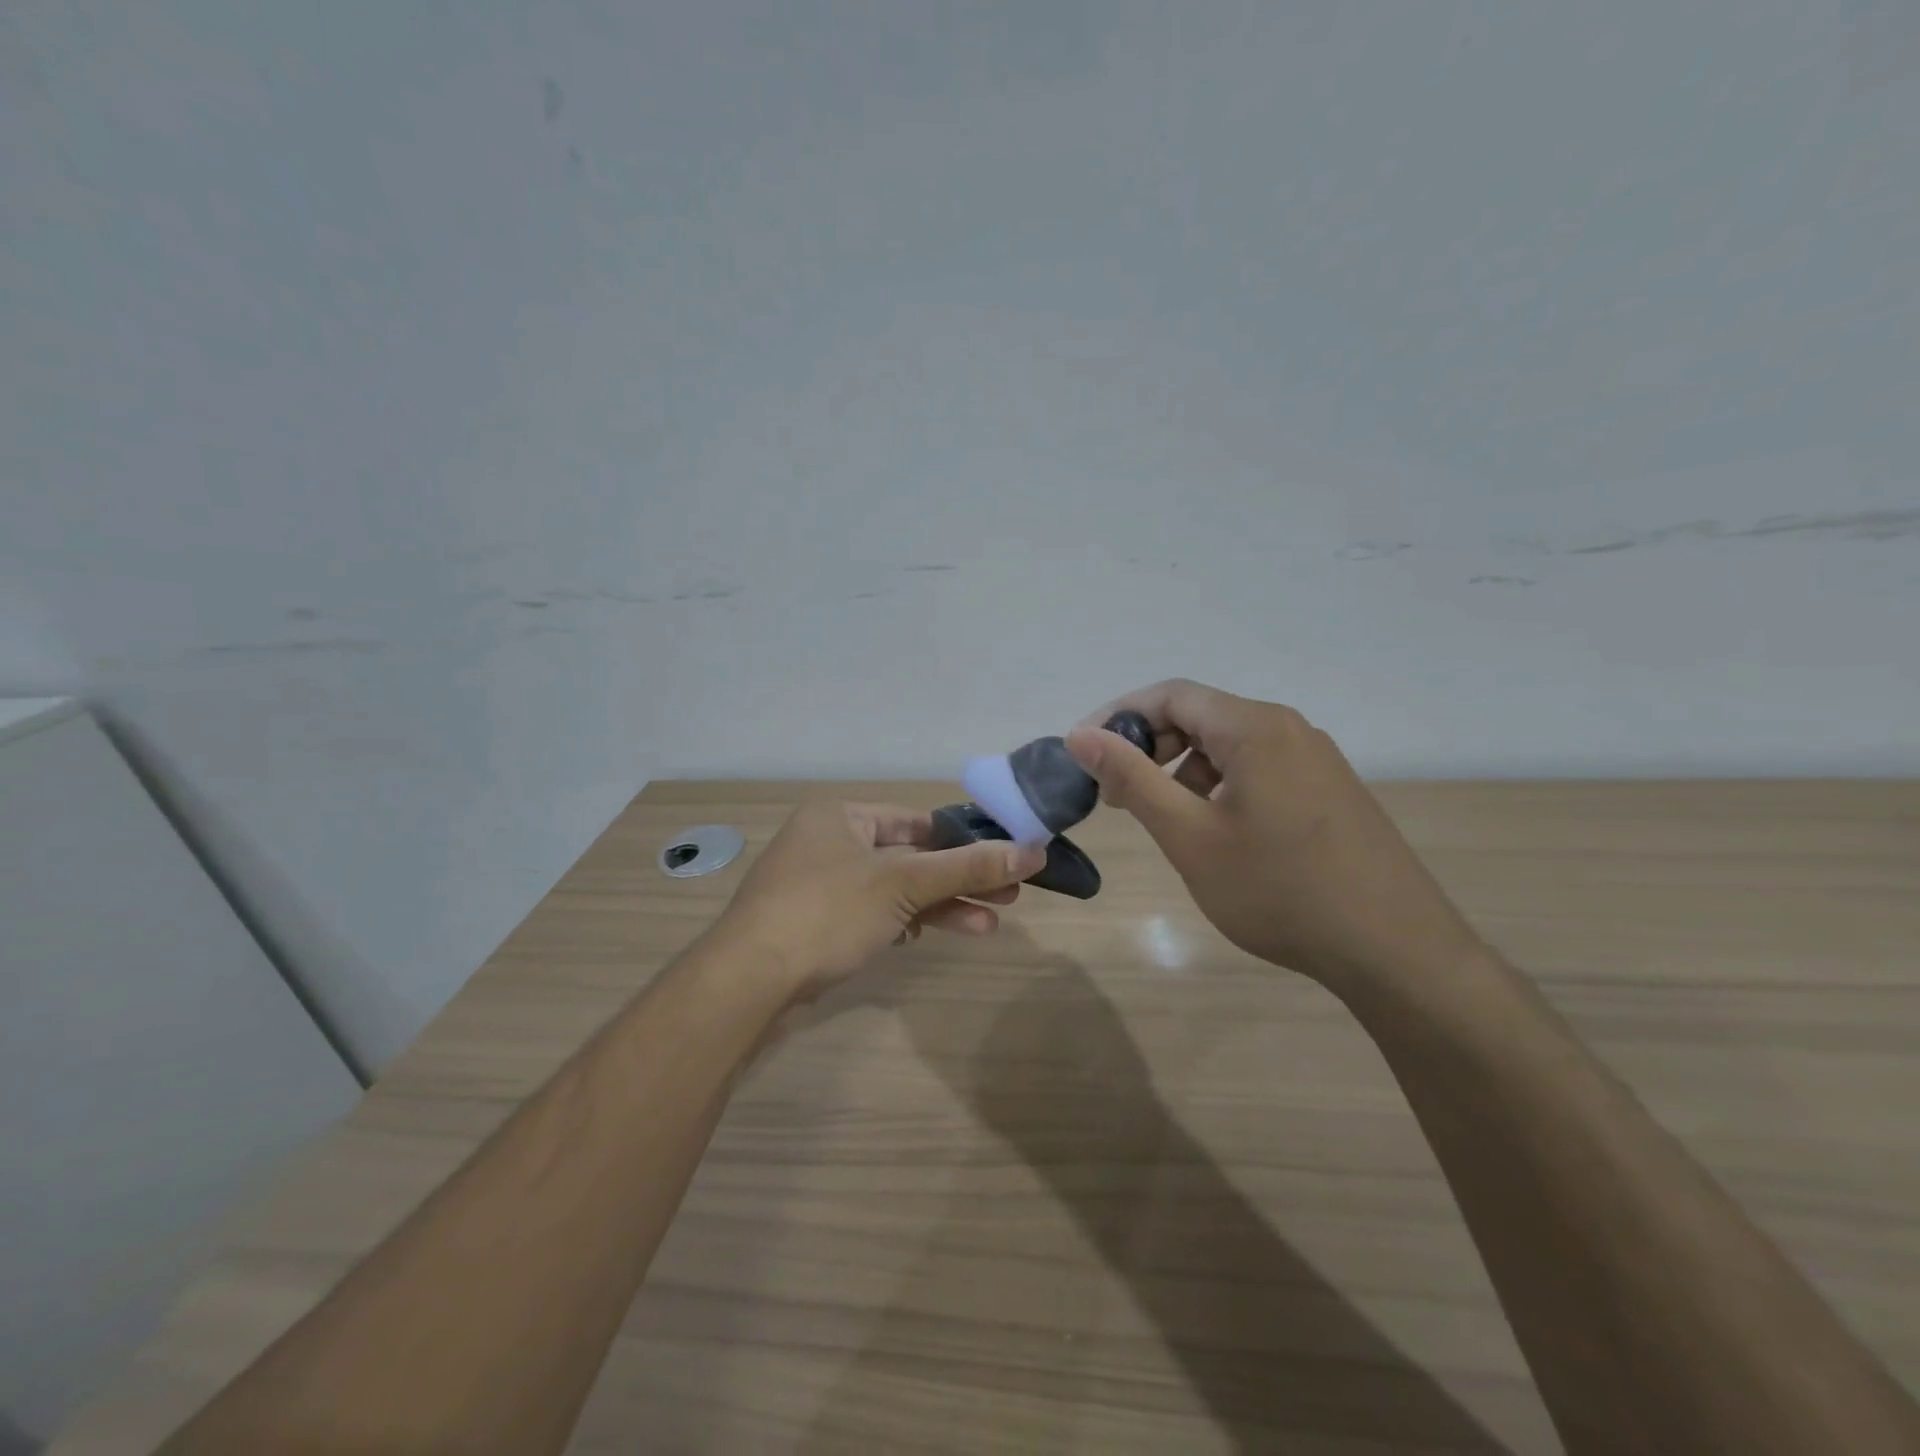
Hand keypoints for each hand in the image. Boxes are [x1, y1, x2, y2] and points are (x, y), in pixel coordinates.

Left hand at [718, 801, 1045, 998]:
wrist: (748, 981)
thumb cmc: (827, 912)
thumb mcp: (903, 884)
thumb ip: (966, 868)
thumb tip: (1032, 851)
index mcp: (840, 816)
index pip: (915, 820)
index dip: (962, 838)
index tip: (1004, 856)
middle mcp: (828, 843)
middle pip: (909, 857)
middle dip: (958, 878)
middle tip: (1010, 894)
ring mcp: (820, 886)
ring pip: (893, 890)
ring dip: (939, 907)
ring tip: (989, 925)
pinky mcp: (816, 925)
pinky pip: (872, 914)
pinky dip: (903, 923)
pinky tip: (929, 937)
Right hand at [1066, 680, 1486, 993]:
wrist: (1395, 951)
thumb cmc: (1279, 890)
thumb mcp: (1190, 836)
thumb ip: (1132, 779)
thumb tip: (1080, 735)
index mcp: (1254, 727)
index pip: (1170, 695)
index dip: (1118, 717)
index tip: (1083, 755)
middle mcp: (1288, 729)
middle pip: (1200, 716)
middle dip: (1149, 747)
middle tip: (1115, 796)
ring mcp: (1315, 759)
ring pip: (1229, 745)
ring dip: (1182, 770)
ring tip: (1162, 818)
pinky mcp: (1329, 790)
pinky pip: (1259, 768)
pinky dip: (1219, 786)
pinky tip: (1214, 831)